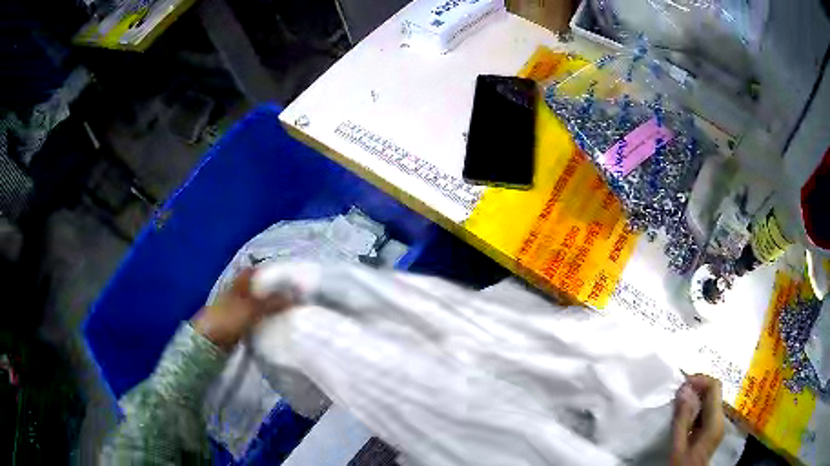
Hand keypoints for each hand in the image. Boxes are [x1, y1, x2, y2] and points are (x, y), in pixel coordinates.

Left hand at [192, 268, 293, 349]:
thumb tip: (294, 296)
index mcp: (238, 282)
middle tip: (292, 295)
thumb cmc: (226, 320)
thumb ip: (271, 302)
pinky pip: (255, 316)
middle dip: (273, 290)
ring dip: (270, 305)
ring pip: (257, 302)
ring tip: (288, 309)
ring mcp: (236, 308)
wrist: (208, 343)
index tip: (289, 278)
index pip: (256, 272)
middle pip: (258, 287)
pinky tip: (275, 322)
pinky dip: (265, 317)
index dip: (271, 273)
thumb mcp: (250, 309)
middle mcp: (237, 291)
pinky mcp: (238, 323)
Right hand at [670, 374, 725, 465]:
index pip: (714, 388)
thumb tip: (683, 390)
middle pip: (714, 392)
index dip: (700, 380)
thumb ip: (681, 419)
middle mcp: (721, 419)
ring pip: (711, 399)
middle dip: (698, 387)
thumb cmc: (682, 465)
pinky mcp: (714, 428)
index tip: (683, 383)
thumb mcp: (678, 445)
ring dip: (696, 397)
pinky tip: (685, 415)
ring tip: (679, 403)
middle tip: (679, 392)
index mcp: (714, 422)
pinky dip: (697, 407)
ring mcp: (718, 424)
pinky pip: (708, 409)